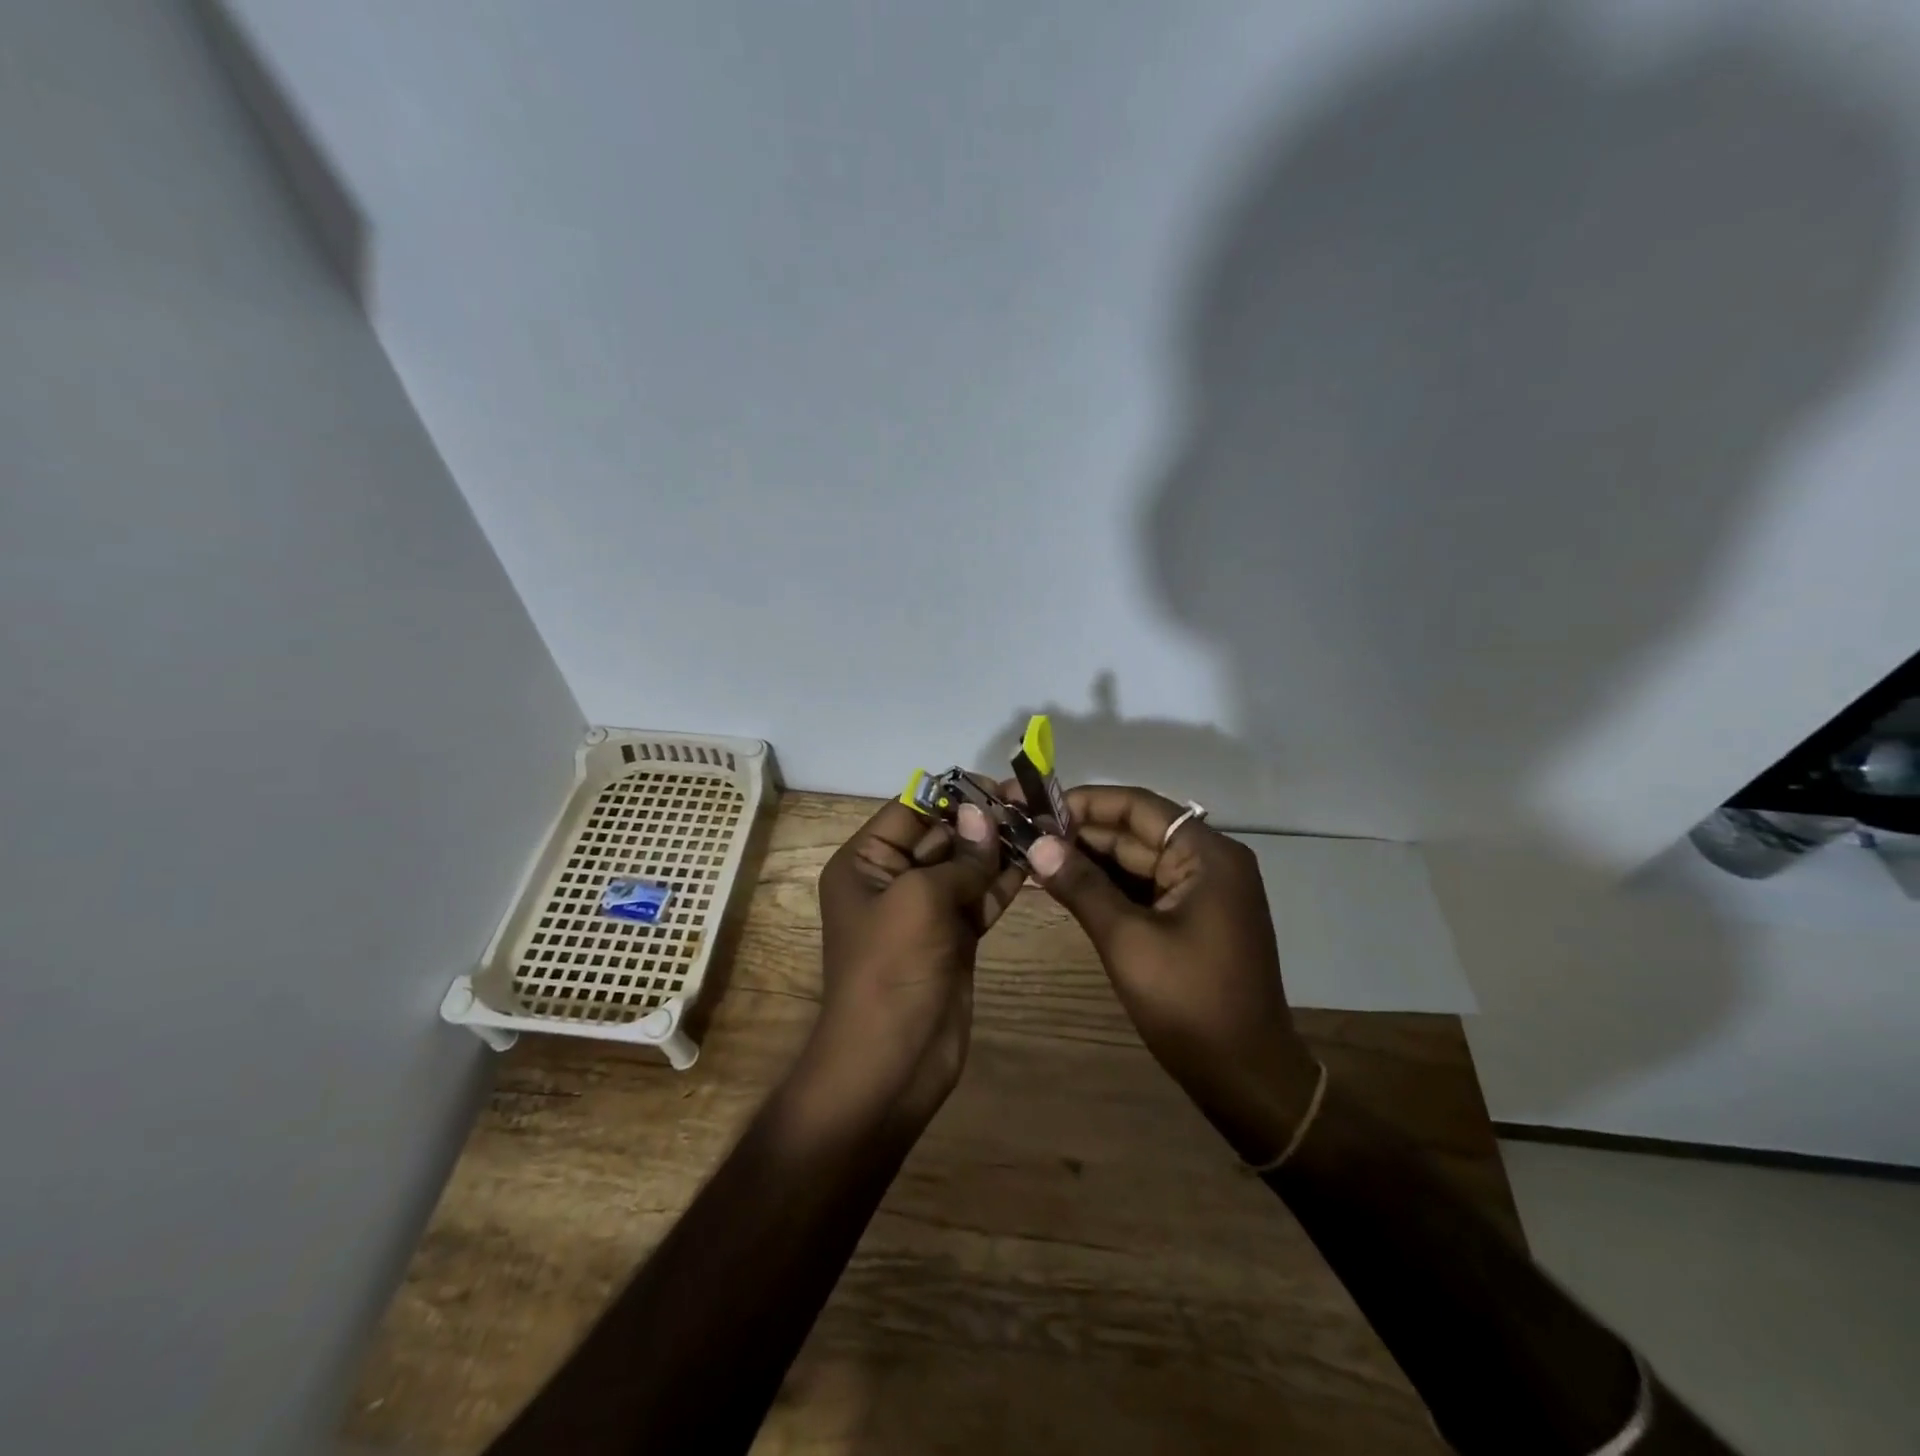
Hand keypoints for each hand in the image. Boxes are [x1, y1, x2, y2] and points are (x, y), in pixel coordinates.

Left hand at [805, 792, 1024, 1129]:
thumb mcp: (920, 900)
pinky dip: (1005, 881)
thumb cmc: (892, 969)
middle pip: (941, 835)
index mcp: (865, 863)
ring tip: (1042, 824)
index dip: (951, 794)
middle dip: (982, 820)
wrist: (891, 1063)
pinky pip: (980, 897)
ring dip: (999, 848)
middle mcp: (892, 880)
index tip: (996, 784)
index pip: (909, 811)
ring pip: (966, 866)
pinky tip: (1037, 860)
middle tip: (1029, 802)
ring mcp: (925, 911)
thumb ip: (959, 856)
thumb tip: (984, 814)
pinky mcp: (954, 938)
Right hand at [1026, 785, 1319, 1162]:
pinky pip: (1143, 888)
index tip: (1032, 806)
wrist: (1246, 1078)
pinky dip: (1105, 886)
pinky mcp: (1192, 918)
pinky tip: (1063, 884)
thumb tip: (1037, 844)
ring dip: (1088, 859)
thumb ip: (1082, 886)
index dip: (1082, 802)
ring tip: (1031, 854)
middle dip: (1079, 832)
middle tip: (1021, 832)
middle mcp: (1209, 861)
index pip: (1136, 807)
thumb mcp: (1128, 940)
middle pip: (1134, 831)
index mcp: (1206, 854)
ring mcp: (1202, 891)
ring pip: (1135, 860)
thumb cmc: (1190, 1003)